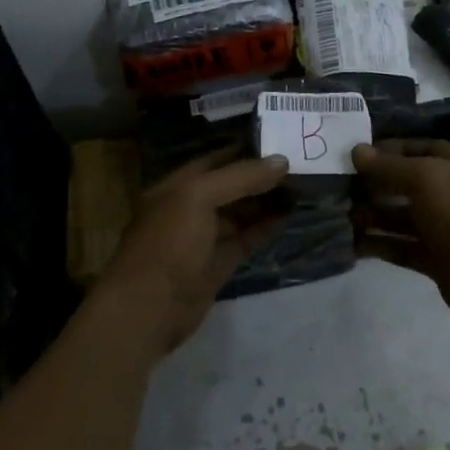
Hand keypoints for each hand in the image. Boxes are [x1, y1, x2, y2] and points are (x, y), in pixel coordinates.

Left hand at [95, 149, 290, 351]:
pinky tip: (287, 215)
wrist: (149, 309)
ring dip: (266, 201)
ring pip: (240, 213)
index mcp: (176, 186)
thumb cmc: (168, 244)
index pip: (214, 160)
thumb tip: (281, 161)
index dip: (244, 150)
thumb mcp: (198, 198)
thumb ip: (240, 177)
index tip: (279, 141)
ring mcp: (203, 238)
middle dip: (260, 176)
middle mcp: (188, 208)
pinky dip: (265, 227)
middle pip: (230, 186)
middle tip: (297, 164)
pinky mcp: (218, 263)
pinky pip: (245, 238)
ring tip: (300, 187)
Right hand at [352, 139, 449, 325]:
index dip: (394, 148)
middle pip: (410, 184)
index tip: (361, 154)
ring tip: (345, 216)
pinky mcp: (436, 260)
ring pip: (404, 218)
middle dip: (378, 185)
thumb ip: (390, 166)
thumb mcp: (424, 179)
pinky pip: (403, 248)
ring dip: (375, 216)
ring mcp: (445, 229)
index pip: (424, 149)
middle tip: (344, 186)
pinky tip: (355, 245)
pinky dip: (381, 245)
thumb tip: (357, 151)